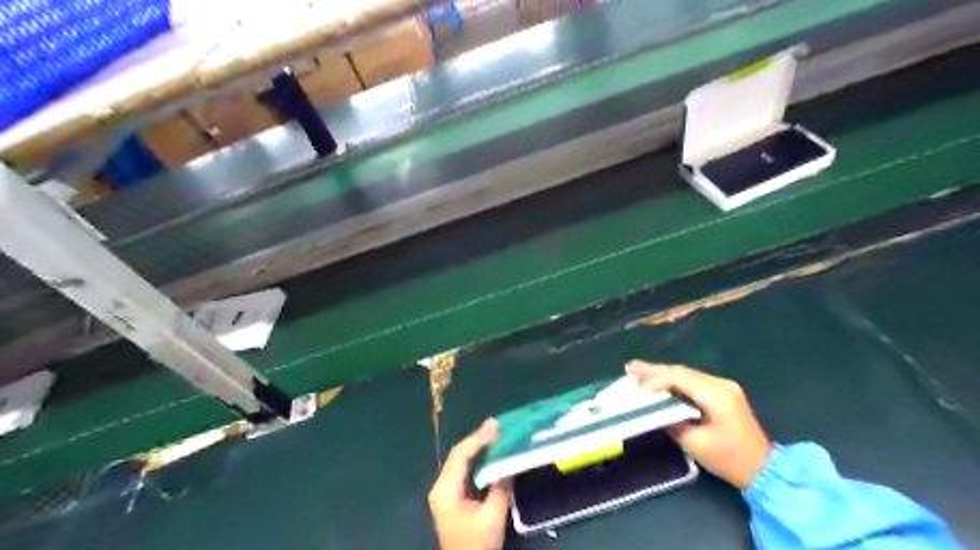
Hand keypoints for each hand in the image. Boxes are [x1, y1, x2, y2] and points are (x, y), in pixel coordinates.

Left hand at [427, 420, 508, 547]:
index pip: (460, 456)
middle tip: (497, 424)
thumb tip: (508, 462)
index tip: (495, 427)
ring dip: (478, 446)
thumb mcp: (493, 517)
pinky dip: (477, 458)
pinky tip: (489, 450)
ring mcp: (444, 491)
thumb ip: (500, 487)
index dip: (478, 439)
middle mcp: (441, 486)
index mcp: (445, 490)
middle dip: (478, 438)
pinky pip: (463, 469)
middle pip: (458, 455)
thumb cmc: (477, 545)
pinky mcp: (452, 496)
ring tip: (495, 432)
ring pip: (460, 460)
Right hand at [627, 364, 773, 488]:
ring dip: (661, 373)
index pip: (679, 378)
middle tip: (629, 367)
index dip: (655, 380)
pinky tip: (658, 380)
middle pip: (681, 371)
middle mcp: (720, 384)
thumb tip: (653, 409)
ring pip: (685, 374)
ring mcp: (723, 386)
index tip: (635, 387)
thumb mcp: (696, 444)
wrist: (765, 470)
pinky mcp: (722, 393)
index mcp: (716, 395)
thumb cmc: (730, 459)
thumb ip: (672, 422)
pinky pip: (692, 380)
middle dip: (653, 370)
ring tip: (637, 370)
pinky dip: (673, 380)